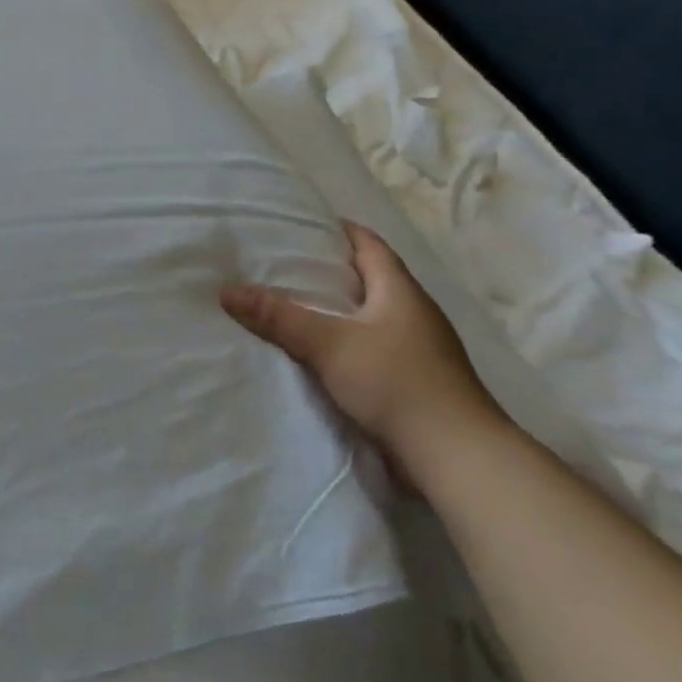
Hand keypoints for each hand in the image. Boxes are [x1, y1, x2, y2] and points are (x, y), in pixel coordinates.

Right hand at [221, 221, 502, 474]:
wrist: (454, 455)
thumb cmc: (395, 383)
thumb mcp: (329, 344)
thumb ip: (279, 317)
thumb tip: (227, 291)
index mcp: (400, 290)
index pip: (368, 243)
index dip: (337, 230)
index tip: (299, 226)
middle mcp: (412, 312)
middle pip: (368, 278)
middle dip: (328, 271)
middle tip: (280, 267)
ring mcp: (417, 348)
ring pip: (368, 316)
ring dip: (336, 311)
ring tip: (290, 308)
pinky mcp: (413, 381)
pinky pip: (371, 348)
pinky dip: (344, 344)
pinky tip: (317, 356)